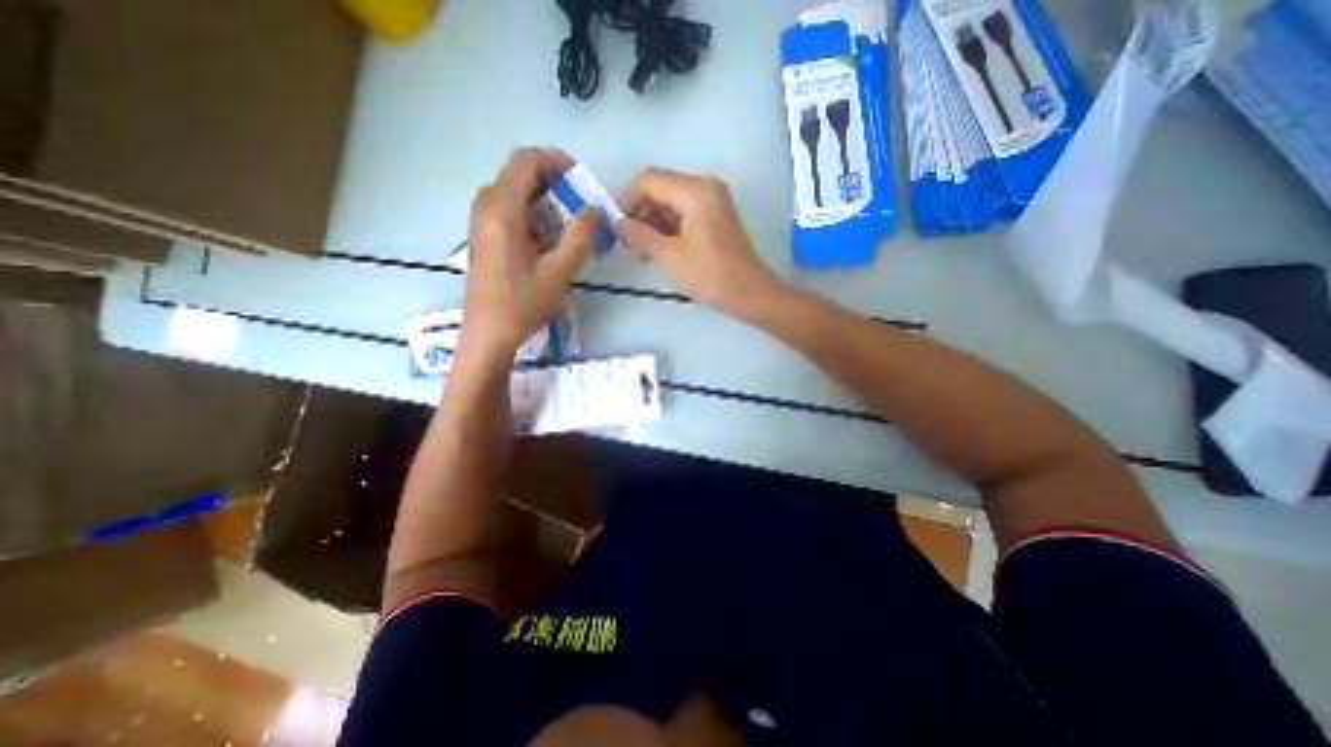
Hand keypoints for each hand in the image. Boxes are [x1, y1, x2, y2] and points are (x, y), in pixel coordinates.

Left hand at [465, 145, 596, 358]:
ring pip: (510, 192)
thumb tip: (594, 210)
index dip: (552, 159)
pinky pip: (504, 209)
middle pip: (516, 174)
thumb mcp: (558, 273)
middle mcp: (485, 208)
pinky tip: (544, 237)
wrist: (488, 333)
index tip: (577, 175)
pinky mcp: (482, 237)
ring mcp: (480, 223)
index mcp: (502, 212)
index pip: (524, 162)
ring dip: (539, 198)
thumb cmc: (523, 304)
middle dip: (549, 180)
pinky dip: (528, 212)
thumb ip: (579, 238)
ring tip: (563, 222)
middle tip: (576, 201)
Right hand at [617, 171, 787, 319]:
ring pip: (671, 202)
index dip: (626, 200)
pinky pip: (684, 213)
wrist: (750, 294)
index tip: (615, 227)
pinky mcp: (716, 217)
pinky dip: (668, 228)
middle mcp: (704, 187)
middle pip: (659, 188)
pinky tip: (658, 250)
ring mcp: (713, 201)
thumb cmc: (709, 275)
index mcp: (694, 190)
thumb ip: (639, 235)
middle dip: (639, 213)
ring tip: (641, 252)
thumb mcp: (669, 256)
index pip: (647, 180)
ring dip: (652, 223)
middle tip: (627, 244)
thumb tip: (618, 224)